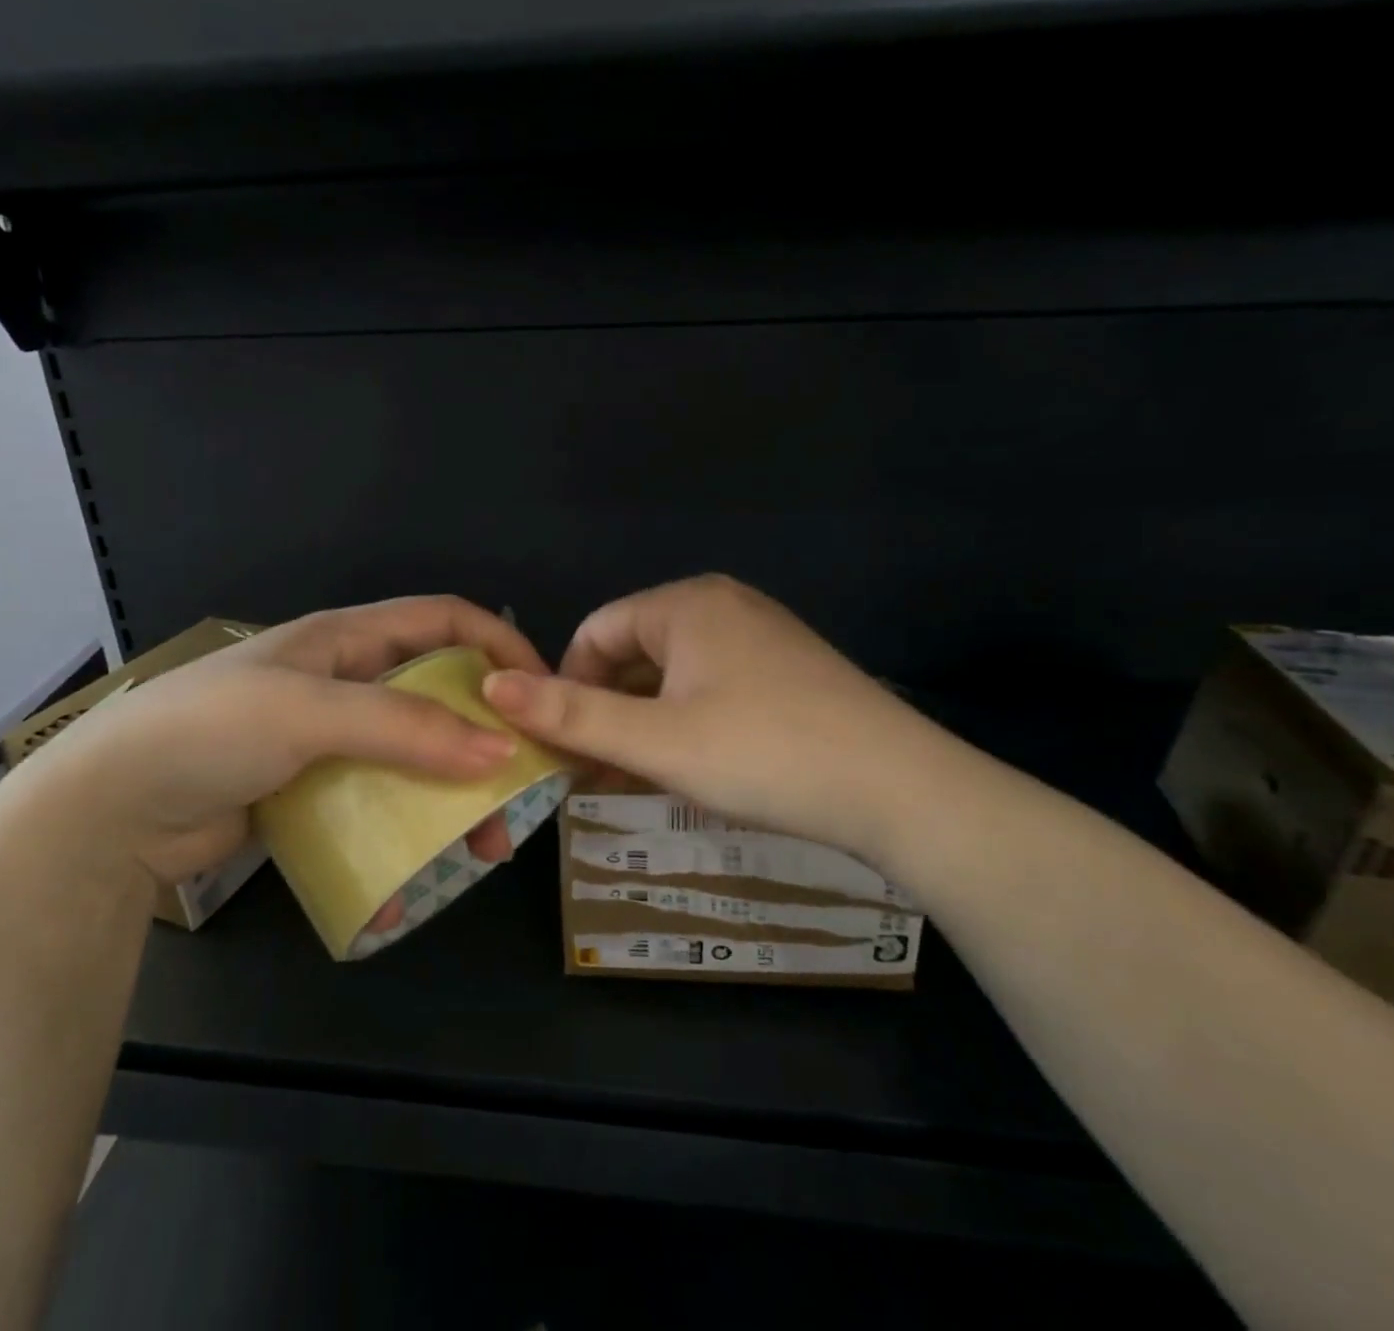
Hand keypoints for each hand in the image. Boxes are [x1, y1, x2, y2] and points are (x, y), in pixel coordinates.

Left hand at [0, 596, 548, 897]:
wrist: (109, 811)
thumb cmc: (208, 732)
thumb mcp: (308, 713)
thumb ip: (403, 726)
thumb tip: (500, 751)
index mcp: (346, 639)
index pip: (444, 621)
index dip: (499, 643)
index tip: (543, 691)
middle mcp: (346, 681)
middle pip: (439, 693)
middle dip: (486, 734)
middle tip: (522, 787)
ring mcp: (331, 738)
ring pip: (416, 754)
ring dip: (454, 794)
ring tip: (483, 845)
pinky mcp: (316, 789)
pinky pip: (380, 800)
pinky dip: (406, 829)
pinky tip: (414, 875)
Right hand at [480, 575, 967, 868]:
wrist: (902, 791)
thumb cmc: (765, 755)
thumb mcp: (656, 741)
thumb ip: (570, 714)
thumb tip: (491, 686)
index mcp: (685, 604)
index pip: (594, 633)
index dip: (567, 688)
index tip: (564, 747)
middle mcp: (722, 605)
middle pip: (631, 653)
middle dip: (604, 711)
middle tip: (592, 773)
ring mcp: (759, 636)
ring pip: (671, 676)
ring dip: (641, 724)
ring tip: (631, 780)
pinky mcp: (785, 670)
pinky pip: (710, 688)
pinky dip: (683, 724)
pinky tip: (685, 769)